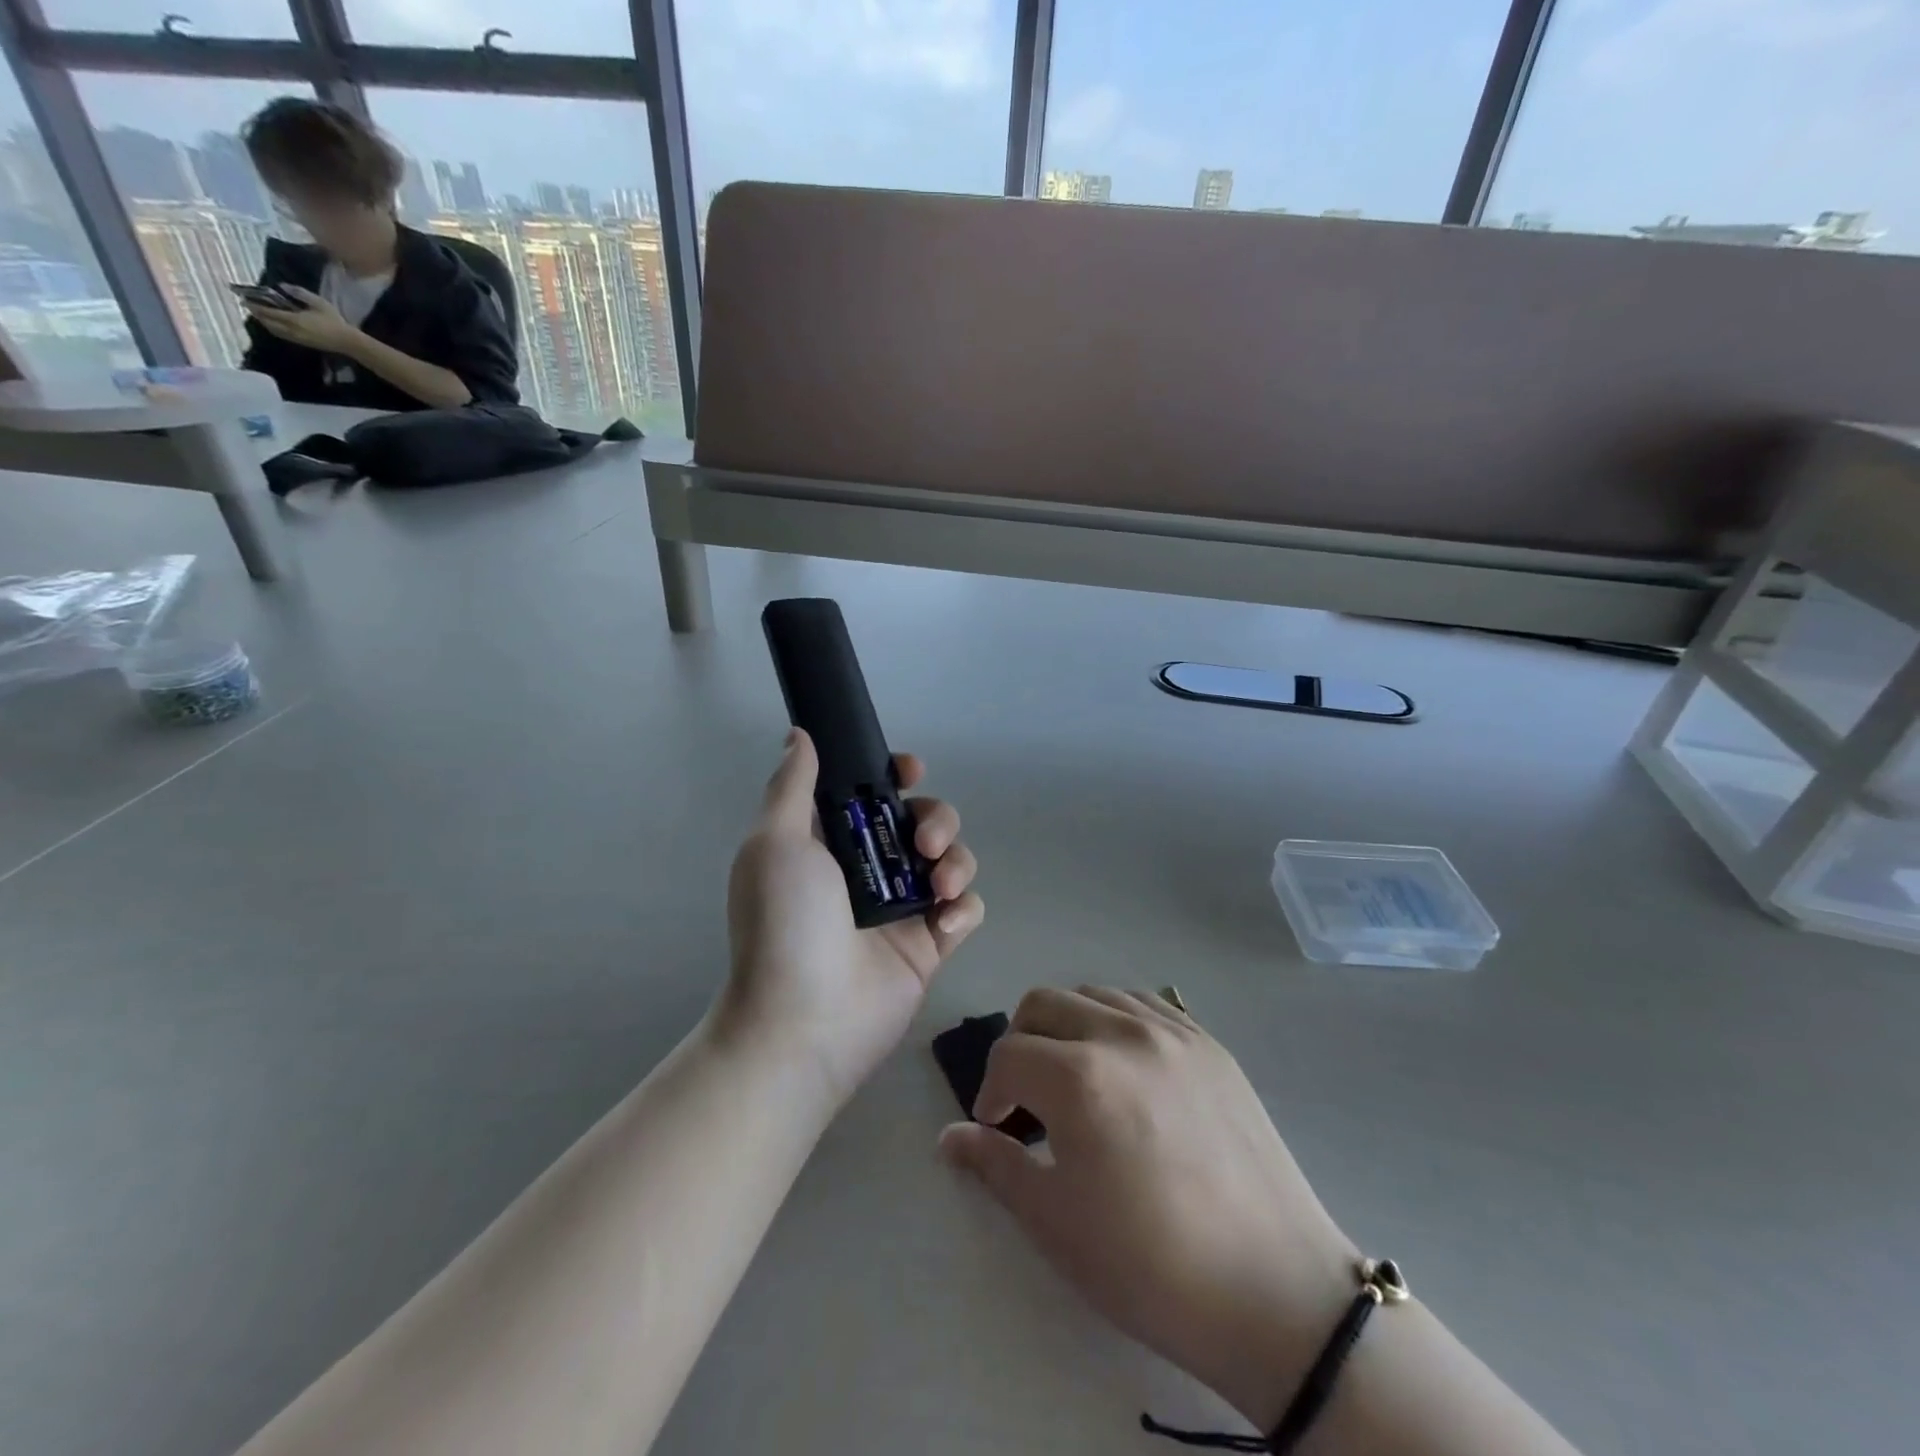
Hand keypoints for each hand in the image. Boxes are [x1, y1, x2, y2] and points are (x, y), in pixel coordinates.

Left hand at [244, 284, 359, 352]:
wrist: (348, 342)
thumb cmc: (334, 321)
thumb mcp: (318, 302)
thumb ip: (299, 293)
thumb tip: (282, 286)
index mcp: (293, 319)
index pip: (267, 312)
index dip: (254, 305)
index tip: (244, 299)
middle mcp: (291, 329)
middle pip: (267, 322)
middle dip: (257, 314)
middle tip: (250, 306)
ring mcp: (296, 338)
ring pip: (274, 330)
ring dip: (265, 322)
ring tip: (260, 315)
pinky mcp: (302, 343)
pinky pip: (282, 335)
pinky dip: (274, 328)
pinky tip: (275, 324)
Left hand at [720, 729, 984, 1104]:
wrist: (804, 1022)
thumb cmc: (784, 924)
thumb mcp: (776, 843)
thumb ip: (792, 785)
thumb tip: (799, 734)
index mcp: (832, 842)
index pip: (873, 793)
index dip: (896, 775)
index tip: (909, 772)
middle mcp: (870, 869)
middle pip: (923, 820)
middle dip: (935, 819)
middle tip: (923, 843)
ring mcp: (903, 908)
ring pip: (952, 860)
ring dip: (956, 861)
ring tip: (937, 888)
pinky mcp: (931, 944)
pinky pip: (966, 908)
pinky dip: (963, 908)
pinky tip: (943, 923)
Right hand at [940, 988, 1359, 1432]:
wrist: (1276, 1292)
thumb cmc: (1151, 1265)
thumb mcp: (1056, 1222)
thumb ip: (995, 1165)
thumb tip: (948, 1138)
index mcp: (1079, 1076)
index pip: (1007, 1055)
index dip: (990, 1091)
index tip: (1000, 1129)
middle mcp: (1122, 1034)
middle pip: (1043, 1003)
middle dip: (1021, 1043)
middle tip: (1029, 1097)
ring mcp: (1173, 1031)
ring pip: (1093, 994)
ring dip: (1067, 1026)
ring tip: (1077, 1079)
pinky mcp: (1209, 1043)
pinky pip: (1145, 1003)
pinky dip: (1116, 1020)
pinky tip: (1126, 1068)